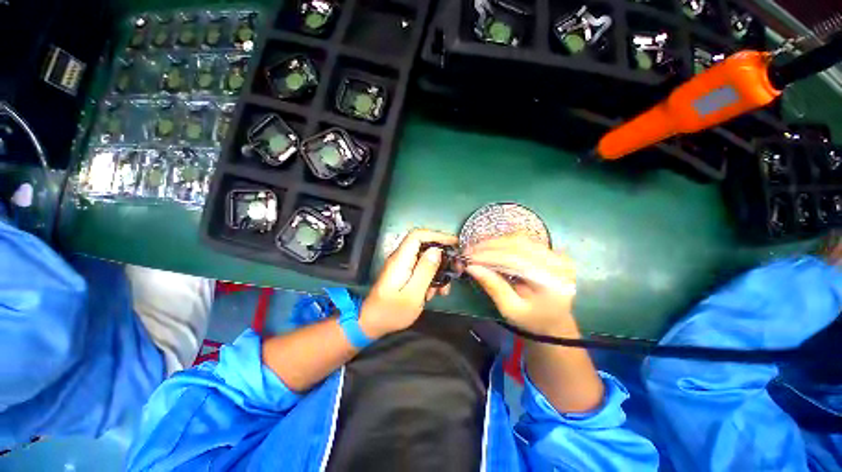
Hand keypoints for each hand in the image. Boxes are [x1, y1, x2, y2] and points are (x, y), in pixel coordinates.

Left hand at [359, 229, 457, 338]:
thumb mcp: (413, 294)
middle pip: (423, 246)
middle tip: (454, 270)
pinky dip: (430, 278)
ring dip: (437, 271)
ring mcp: (401, 266)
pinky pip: (420, 269)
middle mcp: (400, 258)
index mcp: (401, 260)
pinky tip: (433, 293)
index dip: (437, 235)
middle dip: (441, 257)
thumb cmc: (392, 311)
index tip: (454, 243)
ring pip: (424, 259)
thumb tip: (437, 250)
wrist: (372, 323)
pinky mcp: (403, 274)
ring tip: (443, 289)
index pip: (418, 235)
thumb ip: (425, 271)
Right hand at [465, 236, 577, 335]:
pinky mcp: (550, 251)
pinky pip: (524, 241)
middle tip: (469, 250)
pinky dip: (504, 242)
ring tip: (477, 248)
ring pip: (520, 240)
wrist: (556, 322)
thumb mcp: (511, 309)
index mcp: (552, 281)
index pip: (516, 260)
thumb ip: (493, 286)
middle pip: (518, 245)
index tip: (469, 258)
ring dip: (495, 242)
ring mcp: (556, 255)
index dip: (489, 256)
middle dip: (490, 246)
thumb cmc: (532, 320)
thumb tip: (471, 267)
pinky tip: (490, 247)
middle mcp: (558, 263)